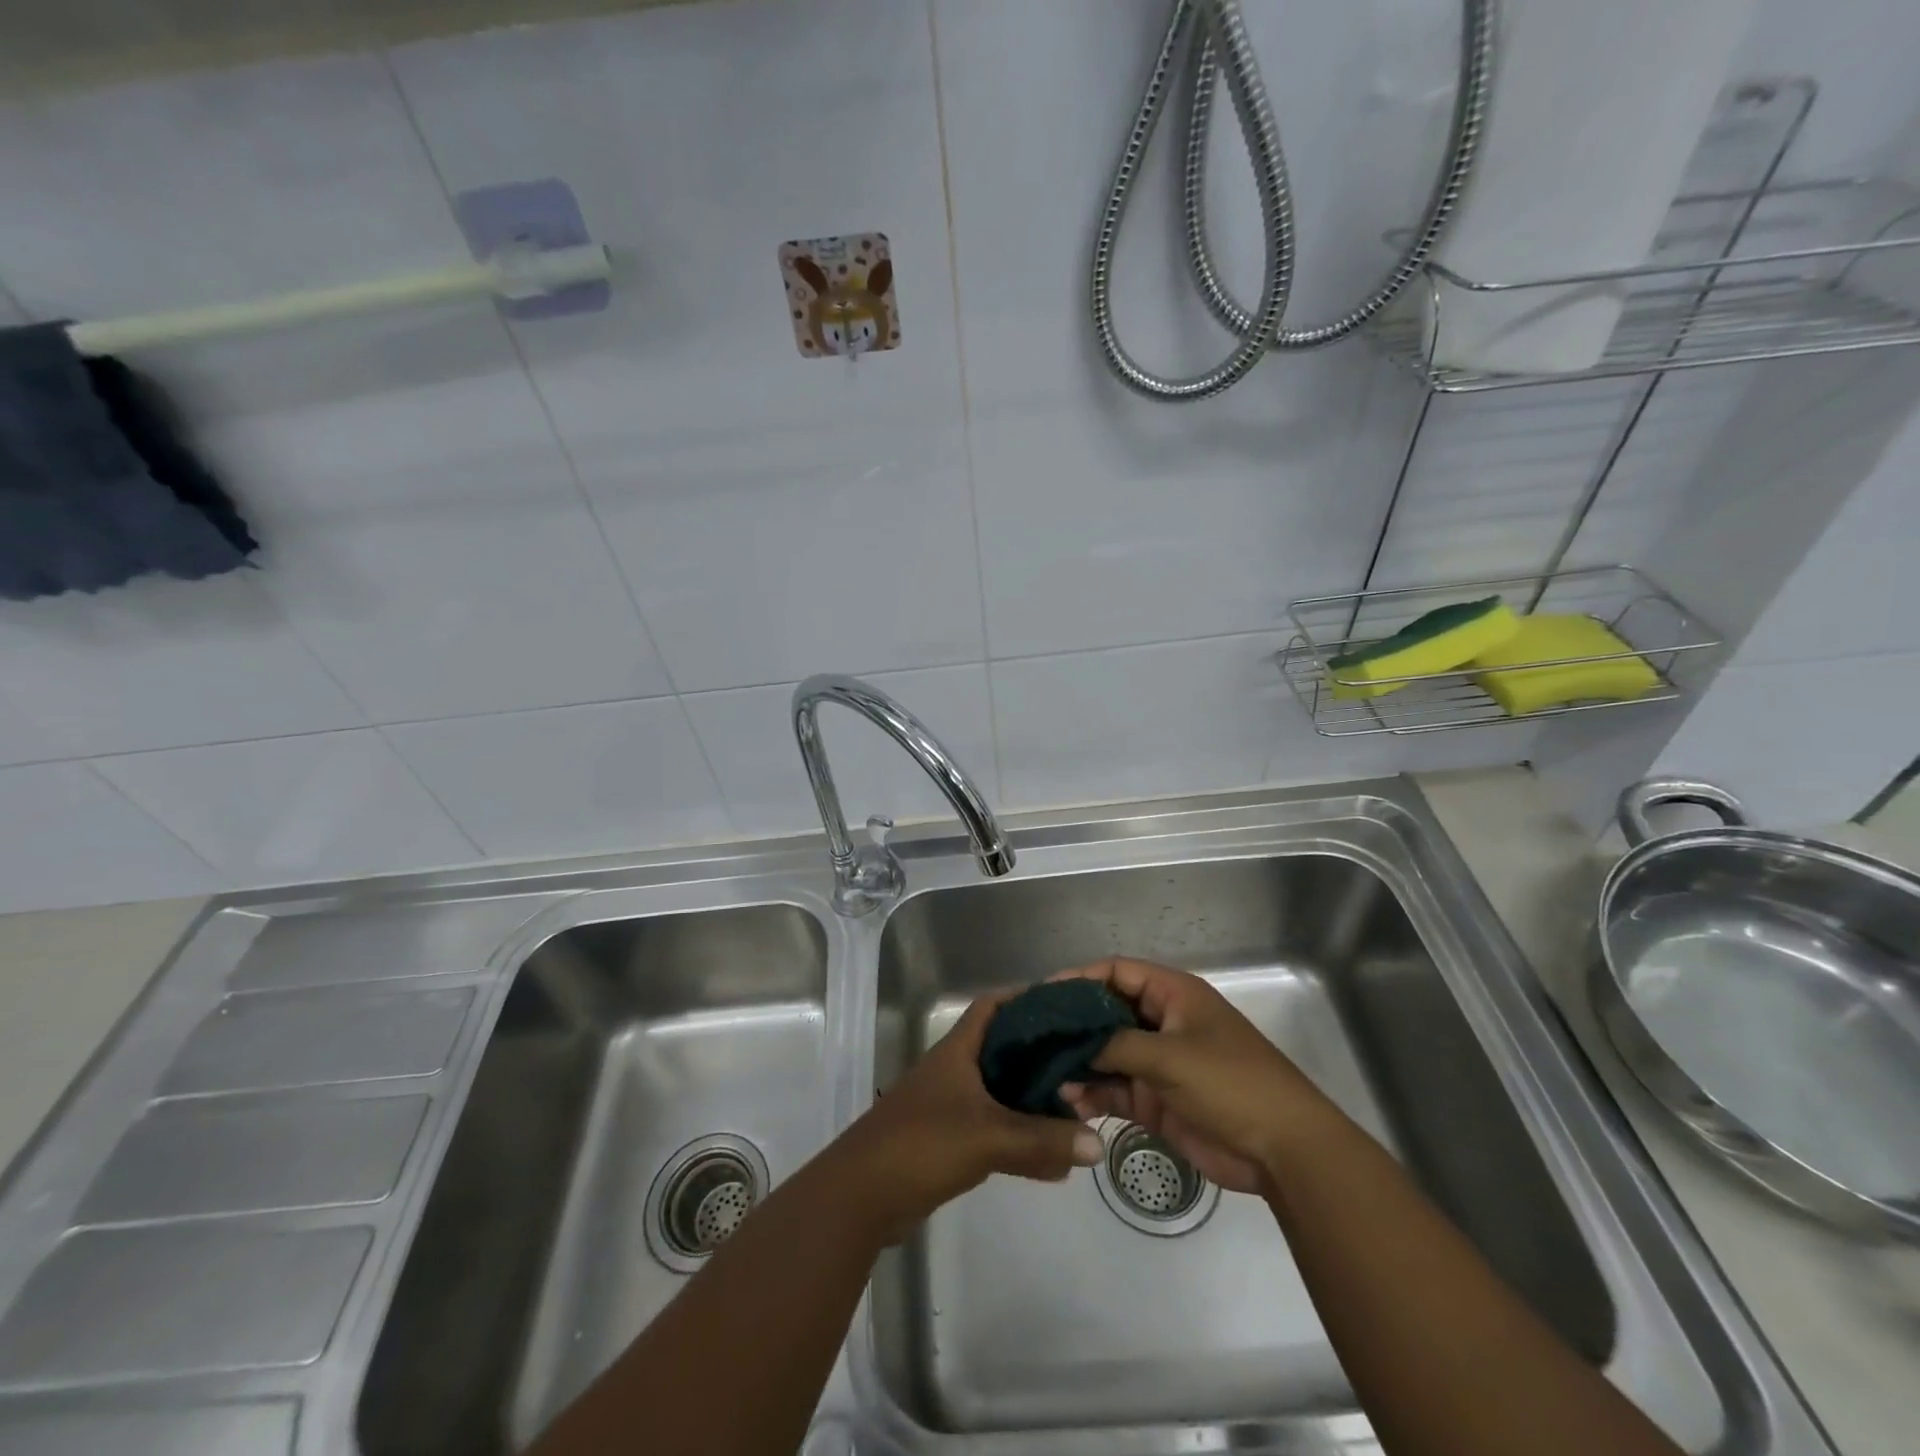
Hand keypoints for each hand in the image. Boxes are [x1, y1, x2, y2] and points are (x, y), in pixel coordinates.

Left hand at [833, 993, 1103, 1242]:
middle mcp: (954, 1070)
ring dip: (1033, 1098)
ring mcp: (949, 1105)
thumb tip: (1097, 1142)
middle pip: (1002, 1048)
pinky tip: (1052, 1159)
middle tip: (1083, 1058)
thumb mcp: (988, 1137)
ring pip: (1000, 1091)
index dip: (1025, 998)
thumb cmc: (922, 1144)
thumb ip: (1042, 1140)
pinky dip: (1021, 1137)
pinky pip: (994, 1129)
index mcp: (958, 1050)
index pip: (992, 1006)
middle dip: (1040, 1052)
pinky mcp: (948, 1140)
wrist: (862, 1196)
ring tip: (1076, 1106)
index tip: (1065, 1005)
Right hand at [1055, 958, 1344, 1196]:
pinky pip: (1115, 1088)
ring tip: (1043, 1074)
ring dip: (1078, 1063)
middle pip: (1106, 1012)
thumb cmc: (1231, 1084)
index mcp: (1172, 994)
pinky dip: (1092, 1093)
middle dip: (1072, 1024)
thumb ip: (1116, 1045)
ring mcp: (1158, 1061)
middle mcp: (1162, 1021)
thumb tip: (1070, 1046)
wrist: (1283, 1151)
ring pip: (1106, 1053)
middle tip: (1032, 1036)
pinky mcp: (1156, 1099)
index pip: (1116, 972)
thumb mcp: (1170, 1056)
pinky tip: (1067, 1102)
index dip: (1078, 978)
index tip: (1042, 996)